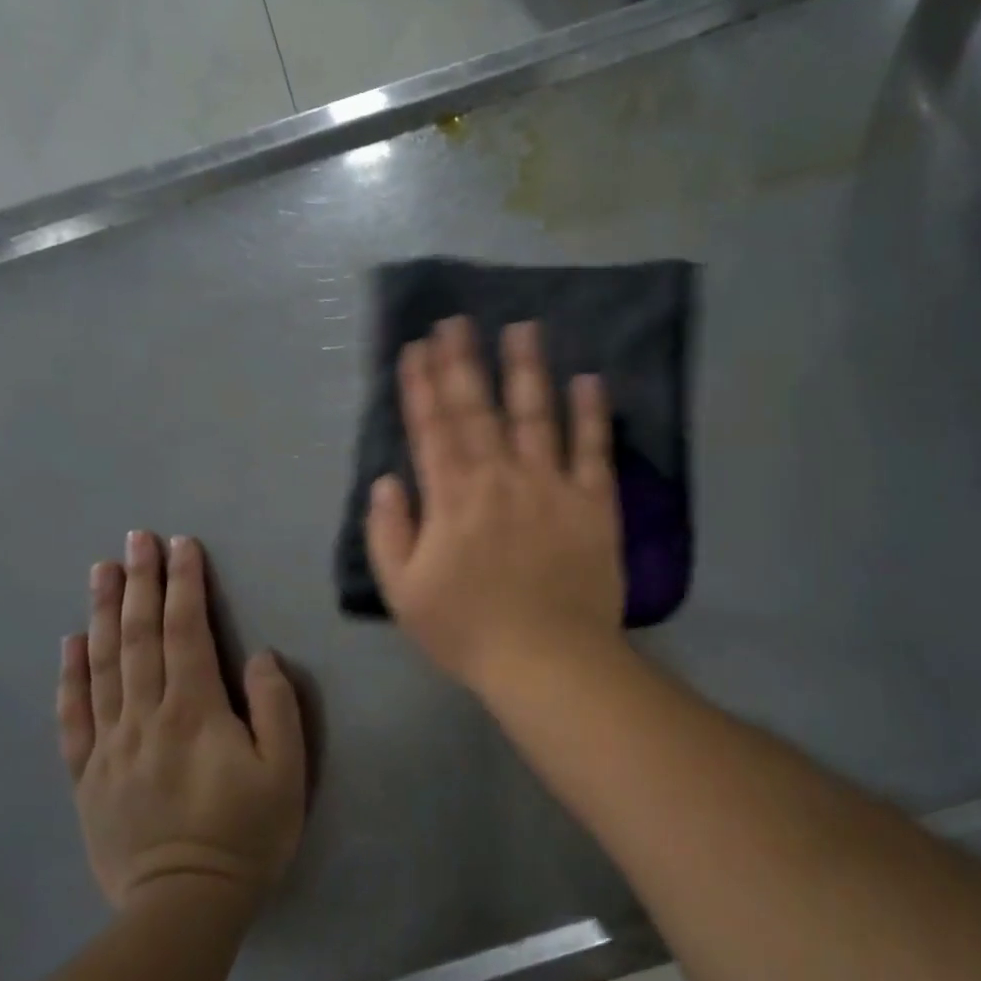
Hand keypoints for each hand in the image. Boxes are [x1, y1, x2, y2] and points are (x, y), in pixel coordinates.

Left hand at [56, 533, 305, 910]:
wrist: (183, 908)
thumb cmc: (246, 834)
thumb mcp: (286, 770)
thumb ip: (274, 706)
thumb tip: (257, 656)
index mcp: (195, 711)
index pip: (187, 631)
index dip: (185, 584)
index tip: (181, 545)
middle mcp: (146, 716)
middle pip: (140, 637)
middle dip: (141, 583)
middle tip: (136, 539)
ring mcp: (110, 746)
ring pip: (104, 666)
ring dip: (104, 613)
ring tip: (102, 571)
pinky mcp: (88, 776)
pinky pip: (74, 717)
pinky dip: (71, 676)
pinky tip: (70, 644)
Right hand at [365, 317, 623, 693]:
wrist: (549, 660)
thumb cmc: (469, 631)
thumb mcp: (405, 592)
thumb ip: (389, 533)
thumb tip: (386, 481)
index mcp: (452, 498)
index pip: (432, 427)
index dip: (422, 384)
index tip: (417, 346)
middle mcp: (500, 477)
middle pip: (479, 409)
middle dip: (464, 361)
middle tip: (457, 320)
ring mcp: (551, 485)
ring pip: (536, 414)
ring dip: (527, 368)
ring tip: (523, 327)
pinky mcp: (594, 502)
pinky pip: (593, 449)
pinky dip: (591, 413)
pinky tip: (589, 378)